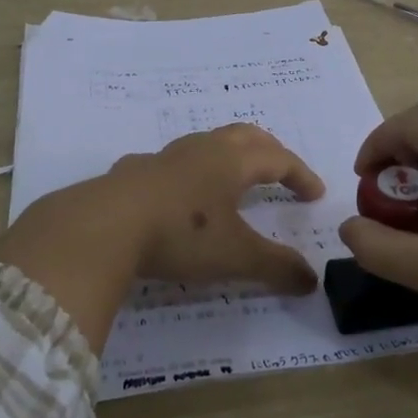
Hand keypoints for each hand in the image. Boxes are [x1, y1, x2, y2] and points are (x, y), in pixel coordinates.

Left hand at [0, 124, 324, 352]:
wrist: (101, 226)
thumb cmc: (180, 235)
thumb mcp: (235, 256)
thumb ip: (276, 267)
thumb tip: (311, 281)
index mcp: (231, 162)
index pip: (278, 159)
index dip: (301, 174)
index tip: (316, 194)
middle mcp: (201, 150)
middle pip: (245, 136)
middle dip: (269, 151)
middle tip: (282, 170)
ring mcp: (164, 157)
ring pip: (206, 143)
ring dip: (228, 155)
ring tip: (232, 179)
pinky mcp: (133, 172)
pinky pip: (171, 162)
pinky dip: (188, 172)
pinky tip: (178, 193)